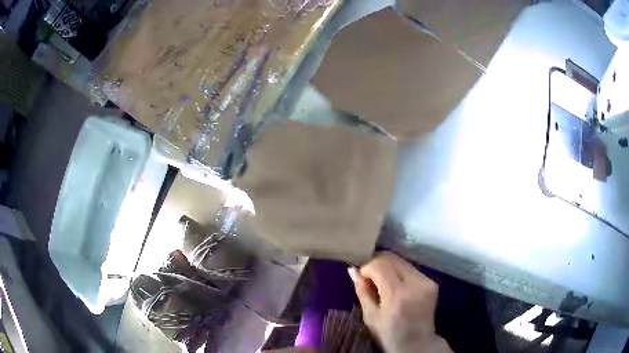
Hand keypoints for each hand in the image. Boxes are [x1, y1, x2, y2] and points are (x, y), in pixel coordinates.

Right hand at [349, 252, 451, 352]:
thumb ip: (362, 291)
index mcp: (397, 295)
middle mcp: (415, 284)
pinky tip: (395, 285)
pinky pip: (411, 269)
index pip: (380, 265)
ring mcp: (427, 282)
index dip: (367, 267)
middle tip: (369, 277)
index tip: (361, 277)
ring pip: (402, 261)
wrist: (418, 344)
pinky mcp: (433, 282)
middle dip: (377, 263)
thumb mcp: (370, 316)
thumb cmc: (389, 334)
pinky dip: (399, 272)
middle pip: (392, 258)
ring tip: (382, 282)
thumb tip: (352, 269)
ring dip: (388, 266)